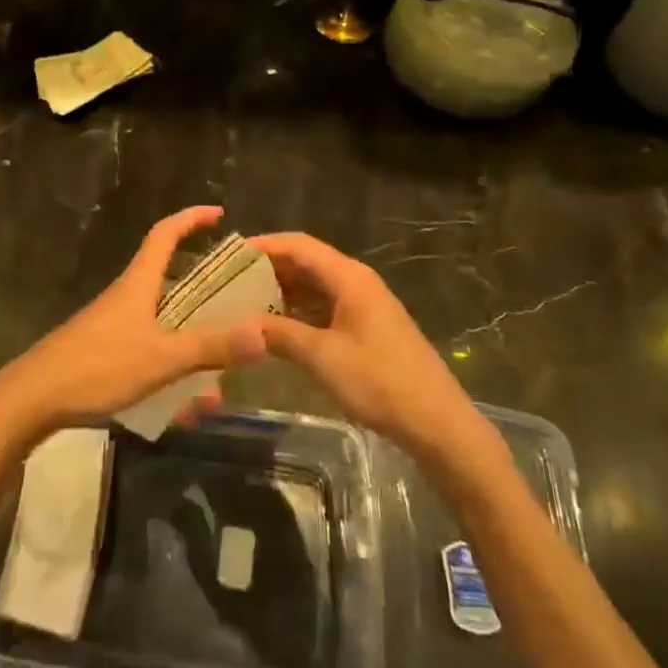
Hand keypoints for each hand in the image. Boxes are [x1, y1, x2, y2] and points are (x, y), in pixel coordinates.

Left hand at [0, 207, 267, 443]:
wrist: (32, 398)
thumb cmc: (98, 366)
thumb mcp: (161, 358)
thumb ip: (210, 348)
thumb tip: (263, 335)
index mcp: (138, 283)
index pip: (165, 233)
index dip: (191, 218)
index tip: (219, 213)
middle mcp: (127, 296)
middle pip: (169, 277)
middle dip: (203, 289)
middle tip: (235, 303)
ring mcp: (113, 323)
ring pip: (162, 321)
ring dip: (190, 340)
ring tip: (217, 374)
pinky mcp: (104, 351)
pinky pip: (148, 349)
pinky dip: (170, 368)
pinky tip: (183, 407)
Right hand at [250, 232, 492, 464]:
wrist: (437, 422)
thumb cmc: (380, 382)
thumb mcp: (324, 357)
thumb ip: (281, 335)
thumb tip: (243, 324)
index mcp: (349, 277)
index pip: (299, 245)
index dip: (264, 245)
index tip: (230, 255)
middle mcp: (356, 282)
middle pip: (306, 262)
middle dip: (269, 269)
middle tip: (230, 282)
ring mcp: (362, 305)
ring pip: (314, 286)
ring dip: (282, 292)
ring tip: (244, 304)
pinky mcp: (365, 327)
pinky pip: (324, 308)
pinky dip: (298, 312)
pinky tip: (275, 328)